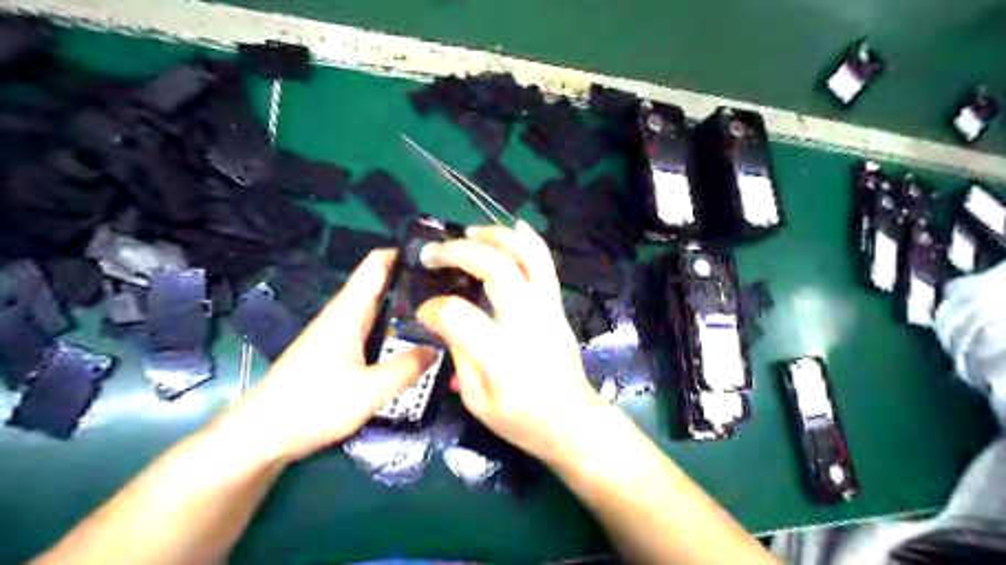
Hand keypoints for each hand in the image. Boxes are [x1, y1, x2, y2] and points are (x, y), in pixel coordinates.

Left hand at [214, 249, 437, 462]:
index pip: (376, 264)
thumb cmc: (314, 404)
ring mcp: (336, 332)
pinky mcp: (334, 351)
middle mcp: (343, 314)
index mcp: (349, 311)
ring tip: (439, 314)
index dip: (403, 253)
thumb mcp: (370, 390)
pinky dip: (392, 328)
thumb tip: (437, 348)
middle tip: (449, 290)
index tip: (436, 257)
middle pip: (380, 284)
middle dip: (413, 282)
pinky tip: (409, 343)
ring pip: (377, 308)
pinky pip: (370, 329)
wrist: (262, 434)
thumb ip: (407, 367)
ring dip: (404, 307)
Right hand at [414, 220, 604, 462]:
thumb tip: (444, 317)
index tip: (424, 309)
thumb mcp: (476, 401)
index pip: (459, 315)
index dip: (434, 307)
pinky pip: (546, 264)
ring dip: (497, 235)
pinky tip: (513, 226)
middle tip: (435, 252)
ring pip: (529, 256)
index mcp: (502, 357)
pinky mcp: (558, 306)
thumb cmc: (521, 420)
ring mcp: (548, 310)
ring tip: (469, 232)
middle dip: (460, 252)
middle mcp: (529, 324)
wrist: (572, 421)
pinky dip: (529, 240)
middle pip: (498, 269)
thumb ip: (458, 354)